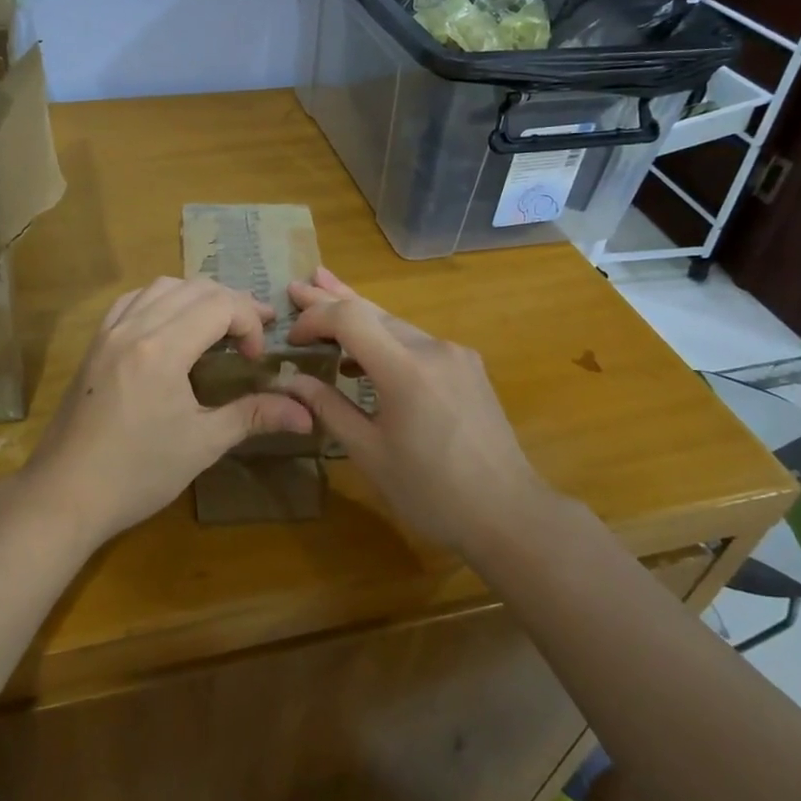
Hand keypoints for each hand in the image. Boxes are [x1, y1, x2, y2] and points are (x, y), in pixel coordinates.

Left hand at [23, 277, 314, 543]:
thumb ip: (254, 415)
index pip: (219, 304)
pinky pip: (132, 301)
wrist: (63, 494)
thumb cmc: (137, 474)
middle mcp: (133, 327)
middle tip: (253, 334)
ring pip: (160, 287)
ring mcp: (109, 333)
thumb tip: (308, 413)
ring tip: (217, 326)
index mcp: (162, 348)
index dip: (249, 322)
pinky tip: (170, 327)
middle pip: (193, 288)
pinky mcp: (94, 345)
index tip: (256, 359)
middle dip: (231, 303)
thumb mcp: (202, 445)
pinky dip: (161, 301)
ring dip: (196, 296)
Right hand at [280, 267, 550, 551]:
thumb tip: (291, 380)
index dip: (314, 318)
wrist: (509, 513)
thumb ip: (329, 408)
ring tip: (323, 297)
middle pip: (373, 311)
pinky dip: (385, 338)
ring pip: (395, 323)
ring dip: (358, 316)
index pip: (349, 318)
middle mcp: (432, 349)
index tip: (291, 339)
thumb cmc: (431, 492)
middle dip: (330, 300)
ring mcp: (455, 354)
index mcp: (405, 370)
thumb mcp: (369, 454)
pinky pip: (417, 341)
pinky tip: (366, 350)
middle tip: (296, 287)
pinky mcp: (468, 367)